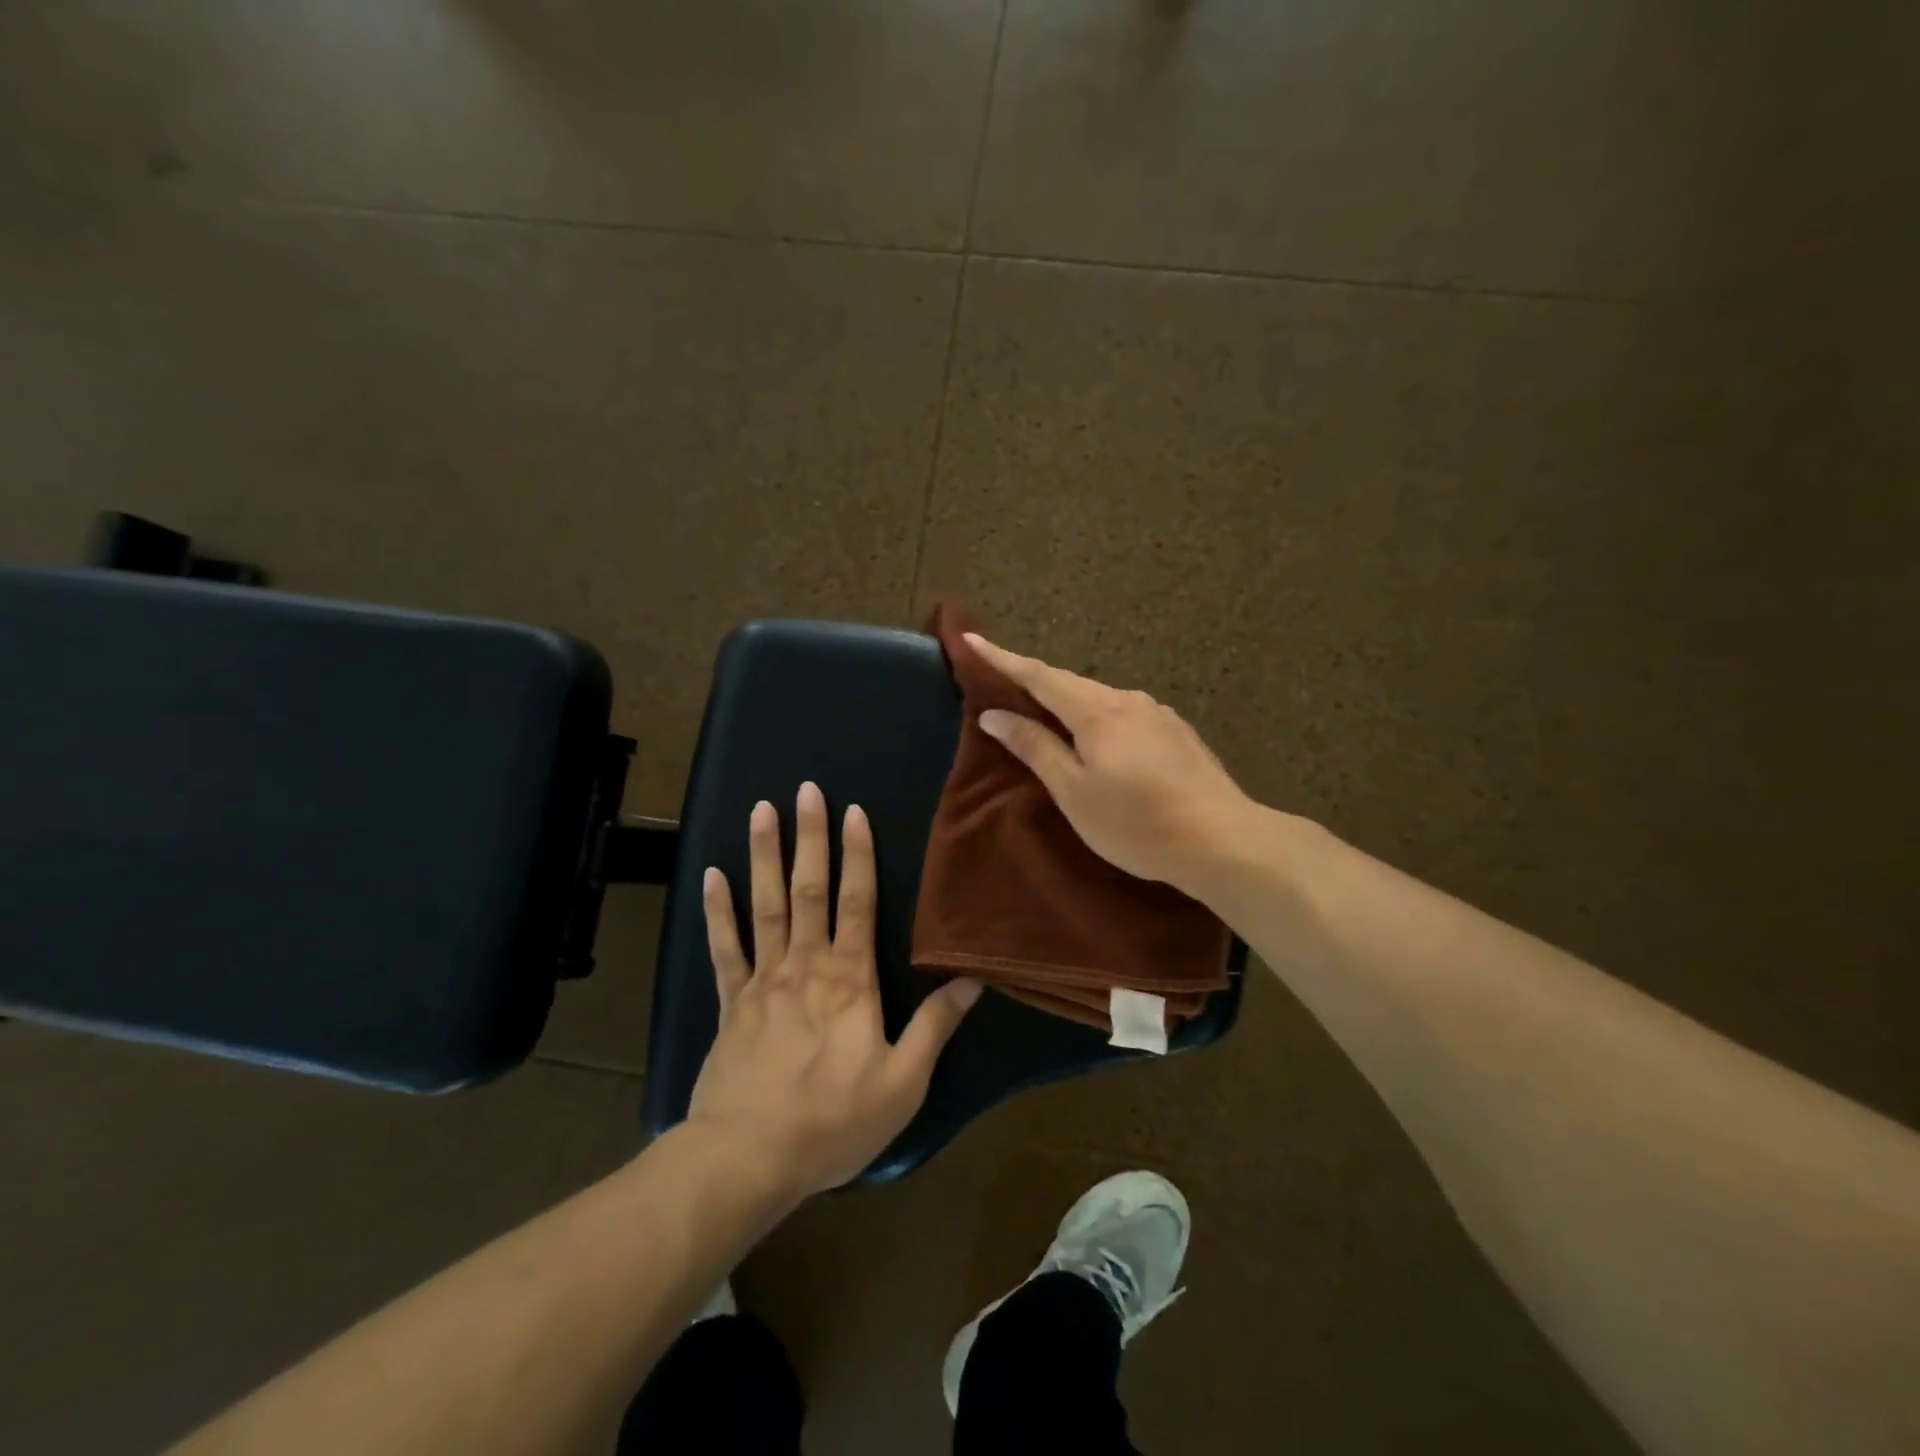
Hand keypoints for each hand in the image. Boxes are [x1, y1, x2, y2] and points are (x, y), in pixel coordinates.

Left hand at [687, 782, 981, 1198]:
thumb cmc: (833, 1121)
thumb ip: (935, 1027)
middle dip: (809, 837)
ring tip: (760, 811)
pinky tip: (712, 874)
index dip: (857, 855)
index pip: (857, 902)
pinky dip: (718, 910)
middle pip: (809, 889)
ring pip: (765, 905)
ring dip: (763, 855)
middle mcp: (806, 965)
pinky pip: (724, 947)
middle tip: (804, 791)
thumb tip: (972, 981)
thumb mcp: (903, 1082)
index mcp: (850, 979)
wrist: (749, 1158)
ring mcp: (763, 980)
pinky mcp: (731, 1002)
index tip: (852, 812)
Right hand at [967, 634, 1255, 897]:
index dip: (1002, 658)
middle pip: (1069, 682)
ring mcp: (1157, 713)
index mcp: (1096, 712)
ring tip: (1047, 712)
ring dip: (1068, 700)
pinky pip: (1123, 713)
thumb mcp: (1074, 792)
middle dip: (1033, 678)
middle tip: (1003, 677)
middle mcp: (1127, 700)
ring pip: (1099, 698)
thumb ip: (1035, 748)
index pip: (1038, 676)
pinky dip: (1098, 716)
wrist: (1222, 839)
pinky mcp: (1176, 731)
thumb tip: (994, 715)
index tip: (971, 639)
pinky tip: (1099, 736)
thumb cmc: (1137, 823)